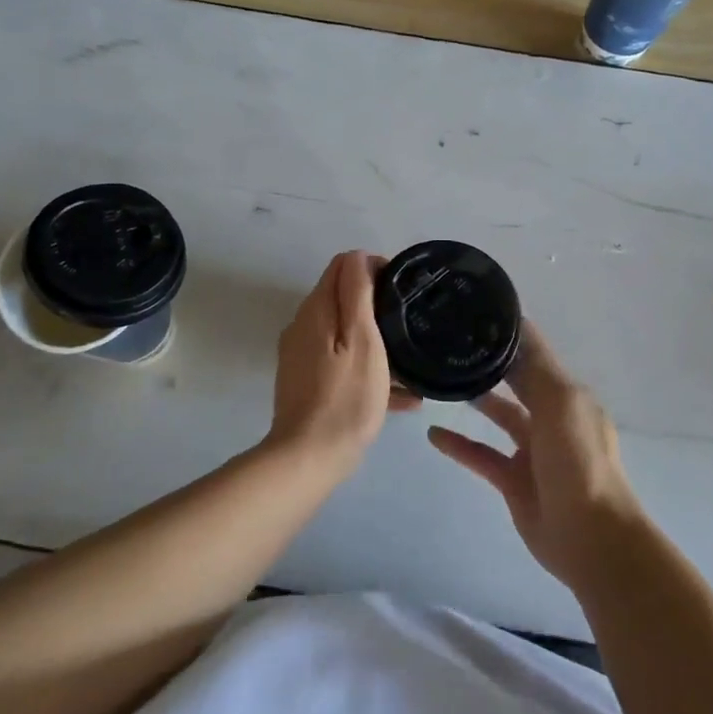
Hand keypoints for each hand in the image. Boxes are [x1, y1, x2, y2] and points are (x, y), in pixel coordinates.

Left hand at [268, 252, 419, 478]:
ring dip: (375, 340)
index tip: (402, 288)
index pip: (342, 265)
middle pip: (342, 299)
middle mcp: (303, 325)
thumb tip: (357, 255)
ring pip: (344, 333)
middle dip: (376, 304)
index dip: (373, 267)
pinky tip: (401, 396)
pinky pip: (341, 362)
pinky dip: (366, 367)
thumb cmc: (345, 396)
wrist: (309, 458)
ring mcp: (301, 355)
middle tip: (409, 323)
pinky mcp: (306, 382)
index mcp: (316, 309)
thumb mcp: (362, 339)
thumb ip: (357, 293)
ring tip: (411, 363)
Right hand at [427, 321, 644, 589]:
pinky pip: (481, 455)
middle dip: (491, 364)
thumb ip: (535, 366)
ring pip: (499, 415)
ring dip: (475, 398)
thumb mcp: (561, 402)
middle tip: (450, 343)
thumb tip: (515, 323)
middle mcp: (552, 417)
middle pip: (517, 381)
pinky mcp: (513, 481)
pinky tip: (433, 434)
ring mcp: (532, 451)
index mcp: (568, 395)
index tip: (472, 314)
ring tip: (441, 380)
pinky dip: (459, 444)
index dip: (508, 334)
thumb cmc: (579, 461)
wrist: (591, 538)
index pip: (534, 354)